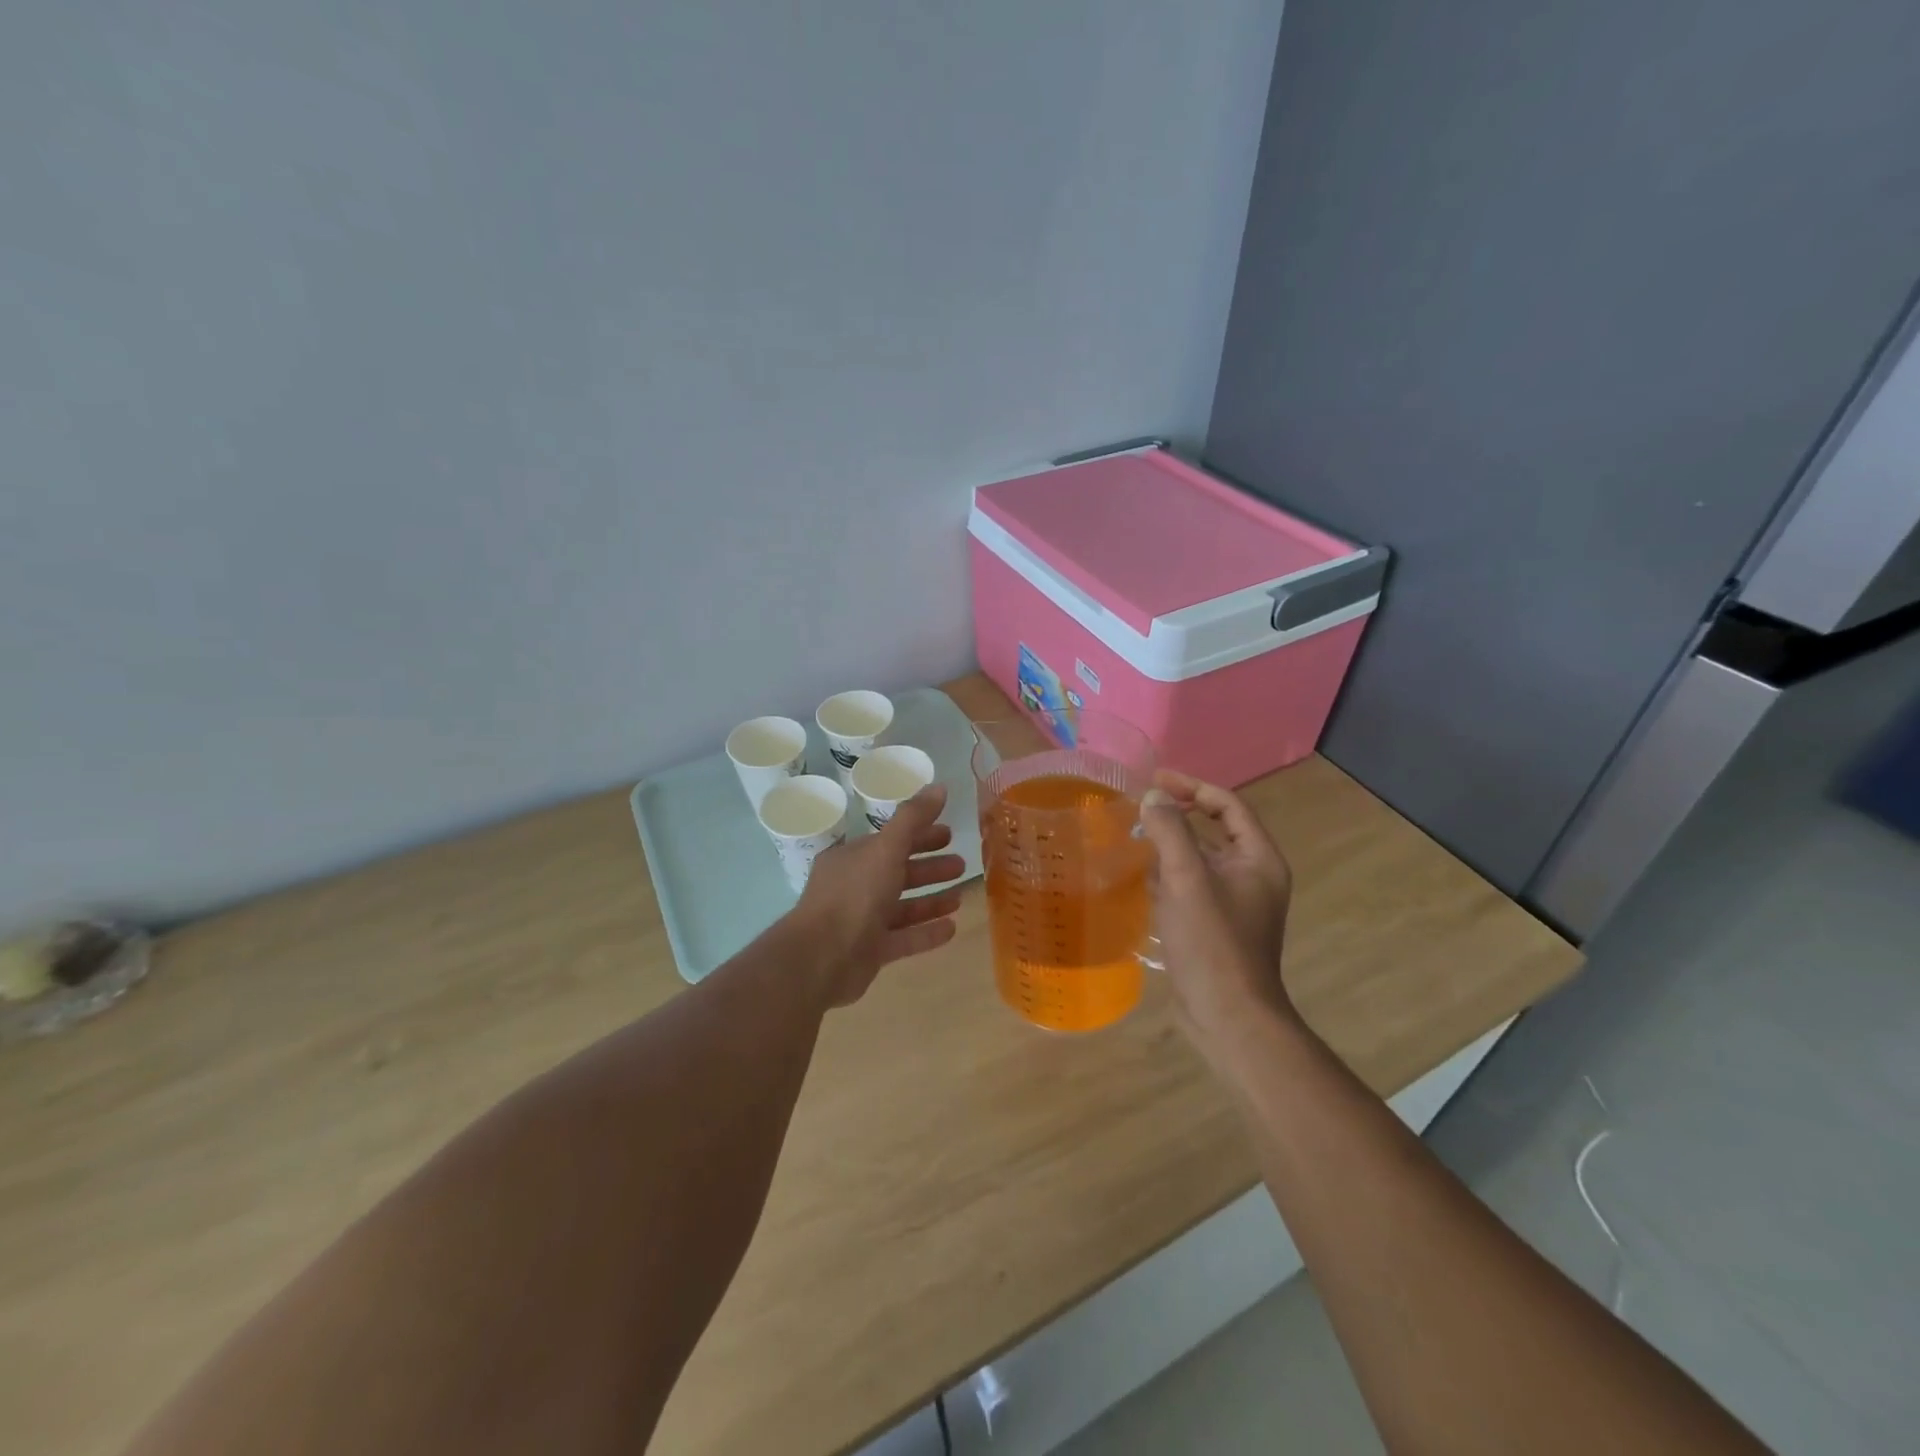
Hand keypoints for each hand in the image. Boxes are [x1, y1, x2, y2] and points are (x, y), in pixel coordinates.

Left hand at [792, 784, 966, 1006]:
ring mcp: (861, 921)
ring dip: (931, 901)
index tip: (949, 834)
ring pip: (902, 907)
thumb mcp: (885, 849)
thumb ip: (912, 819)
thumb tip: (939, 786)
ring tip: (960, 897)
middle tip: (961, 864)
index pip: (891, 841)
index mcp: (853, 858)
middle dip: (929, 867)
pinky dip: (926, 932)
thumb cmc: (853, 896)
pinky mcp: (869, 952)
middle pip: (898, 872)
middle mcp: (855, 886)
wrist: (820, 959)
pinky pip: (903, 939)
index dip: (920, 834)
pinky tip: (952, 928)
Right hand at [1138, 771, 1298, 1060]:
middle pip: (1215, 830)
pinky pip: (1192, 886)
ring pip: (1201, 860)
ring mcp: (1236, 904)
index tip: (1156, 779)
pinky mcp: (1216, 926)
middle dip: (1178, 815)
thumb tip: (1153, 797)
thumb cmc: (1212, 941)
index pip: (1228, 805)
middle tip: (1141, 806)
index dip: (1193, 787)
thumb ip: (1170, 830)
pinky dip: (1169, 875)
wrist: (1227, 1015)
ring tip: (1134, 837)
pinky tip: (1142, 878)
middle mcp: (1253, 876)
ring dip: (1171, 845)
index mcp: (1258, 859)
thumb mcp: (1187, 878)